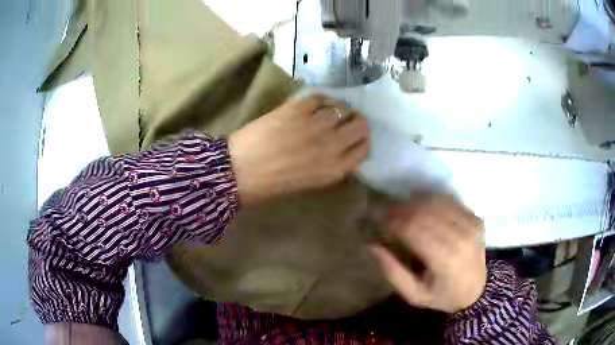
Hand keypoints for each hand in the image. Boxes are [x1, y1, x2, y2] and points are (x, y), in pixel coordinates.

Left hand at [228, 95, 370, 204]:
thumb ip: (331, 167)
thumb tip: (342, 152)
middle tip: (346, 120)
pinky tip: (315, 105)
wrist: (240, 170)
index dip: (363, 140)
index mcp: (335, 169)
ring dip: (340, 108)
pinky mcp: (297, 109)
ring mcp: (315, 124)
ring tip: (330, 110)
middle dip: (356, 121)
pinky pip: (320, 98)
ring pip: (342, 107)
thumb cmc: (272, 184)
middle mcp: (331, 145)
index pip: (364, 148)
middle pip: (360, 125)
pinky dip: (322, 100)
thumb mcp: (310, 183)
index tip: (356, 137)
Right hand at [371, 196, 486, 313]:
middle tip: (386, 215)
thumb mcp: (413, 294)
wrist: (476, 290)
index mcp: (445, 259)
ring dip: (414, 203)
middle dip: (400, 210)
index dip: (392, 222)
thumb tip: (372, 245)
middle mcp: (460, 236)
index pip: (413, 229)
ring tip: (401, 211)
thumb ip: (392, 272)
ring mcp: (471, 224)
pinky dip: (430, 201)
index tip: (379, 225)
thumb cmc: (442, 295)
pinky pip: (449, 202)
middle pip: (423, 212)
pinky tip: (420, 208)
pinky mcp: (475, 218)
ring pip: (436, 202)